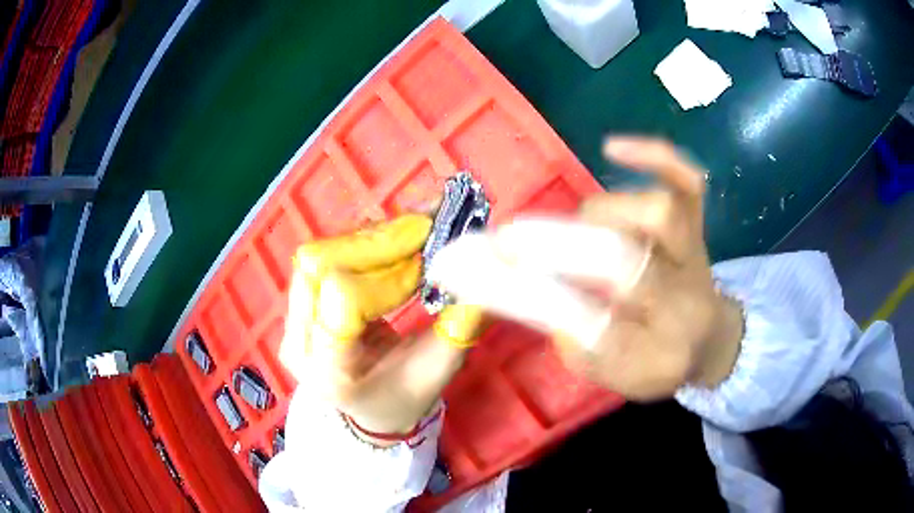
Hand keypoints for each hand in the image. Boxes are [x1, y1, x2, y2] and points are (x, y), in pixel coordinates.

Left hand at [279, 215, 483, 441]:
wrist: (371, 409)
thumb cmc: (405, 398)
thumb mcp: (439, 370)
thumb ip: (460, 324)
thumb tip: (484, 270)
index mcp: (330, 372)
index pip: (344, 297)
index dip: (389, 275)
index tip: (428, 267)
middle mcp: (298, 344)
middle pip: (321, 264)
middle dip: (377, 243)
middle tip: (425, 231)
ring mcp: (291, 323)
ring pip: (319, 254)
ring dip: (369, 240)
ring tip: (411, 238)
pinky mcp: (297, 306)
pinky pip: (322, 259)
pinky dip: (359, 246)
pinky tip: (391, 245)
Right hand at [428, 137, 742, 400]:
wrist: (708, 336)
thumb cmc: (654, 359)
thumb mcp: (612, 373)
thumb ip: (571, 341)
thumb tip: (522, 287)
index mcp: (656, 354)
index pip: (590, 328)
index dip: (530, 297)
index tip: (469, 273)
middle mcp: (680, 301)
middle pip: (624, 263)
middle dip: (556, 245)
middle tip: (503, 240)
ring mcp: (694, 254)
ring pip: (654, 214)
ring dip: (599, 215)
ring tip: (578, 230)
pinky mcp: (698, 223)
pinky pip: (689, 180)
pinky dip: (656, 156)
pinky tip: (614, 147)